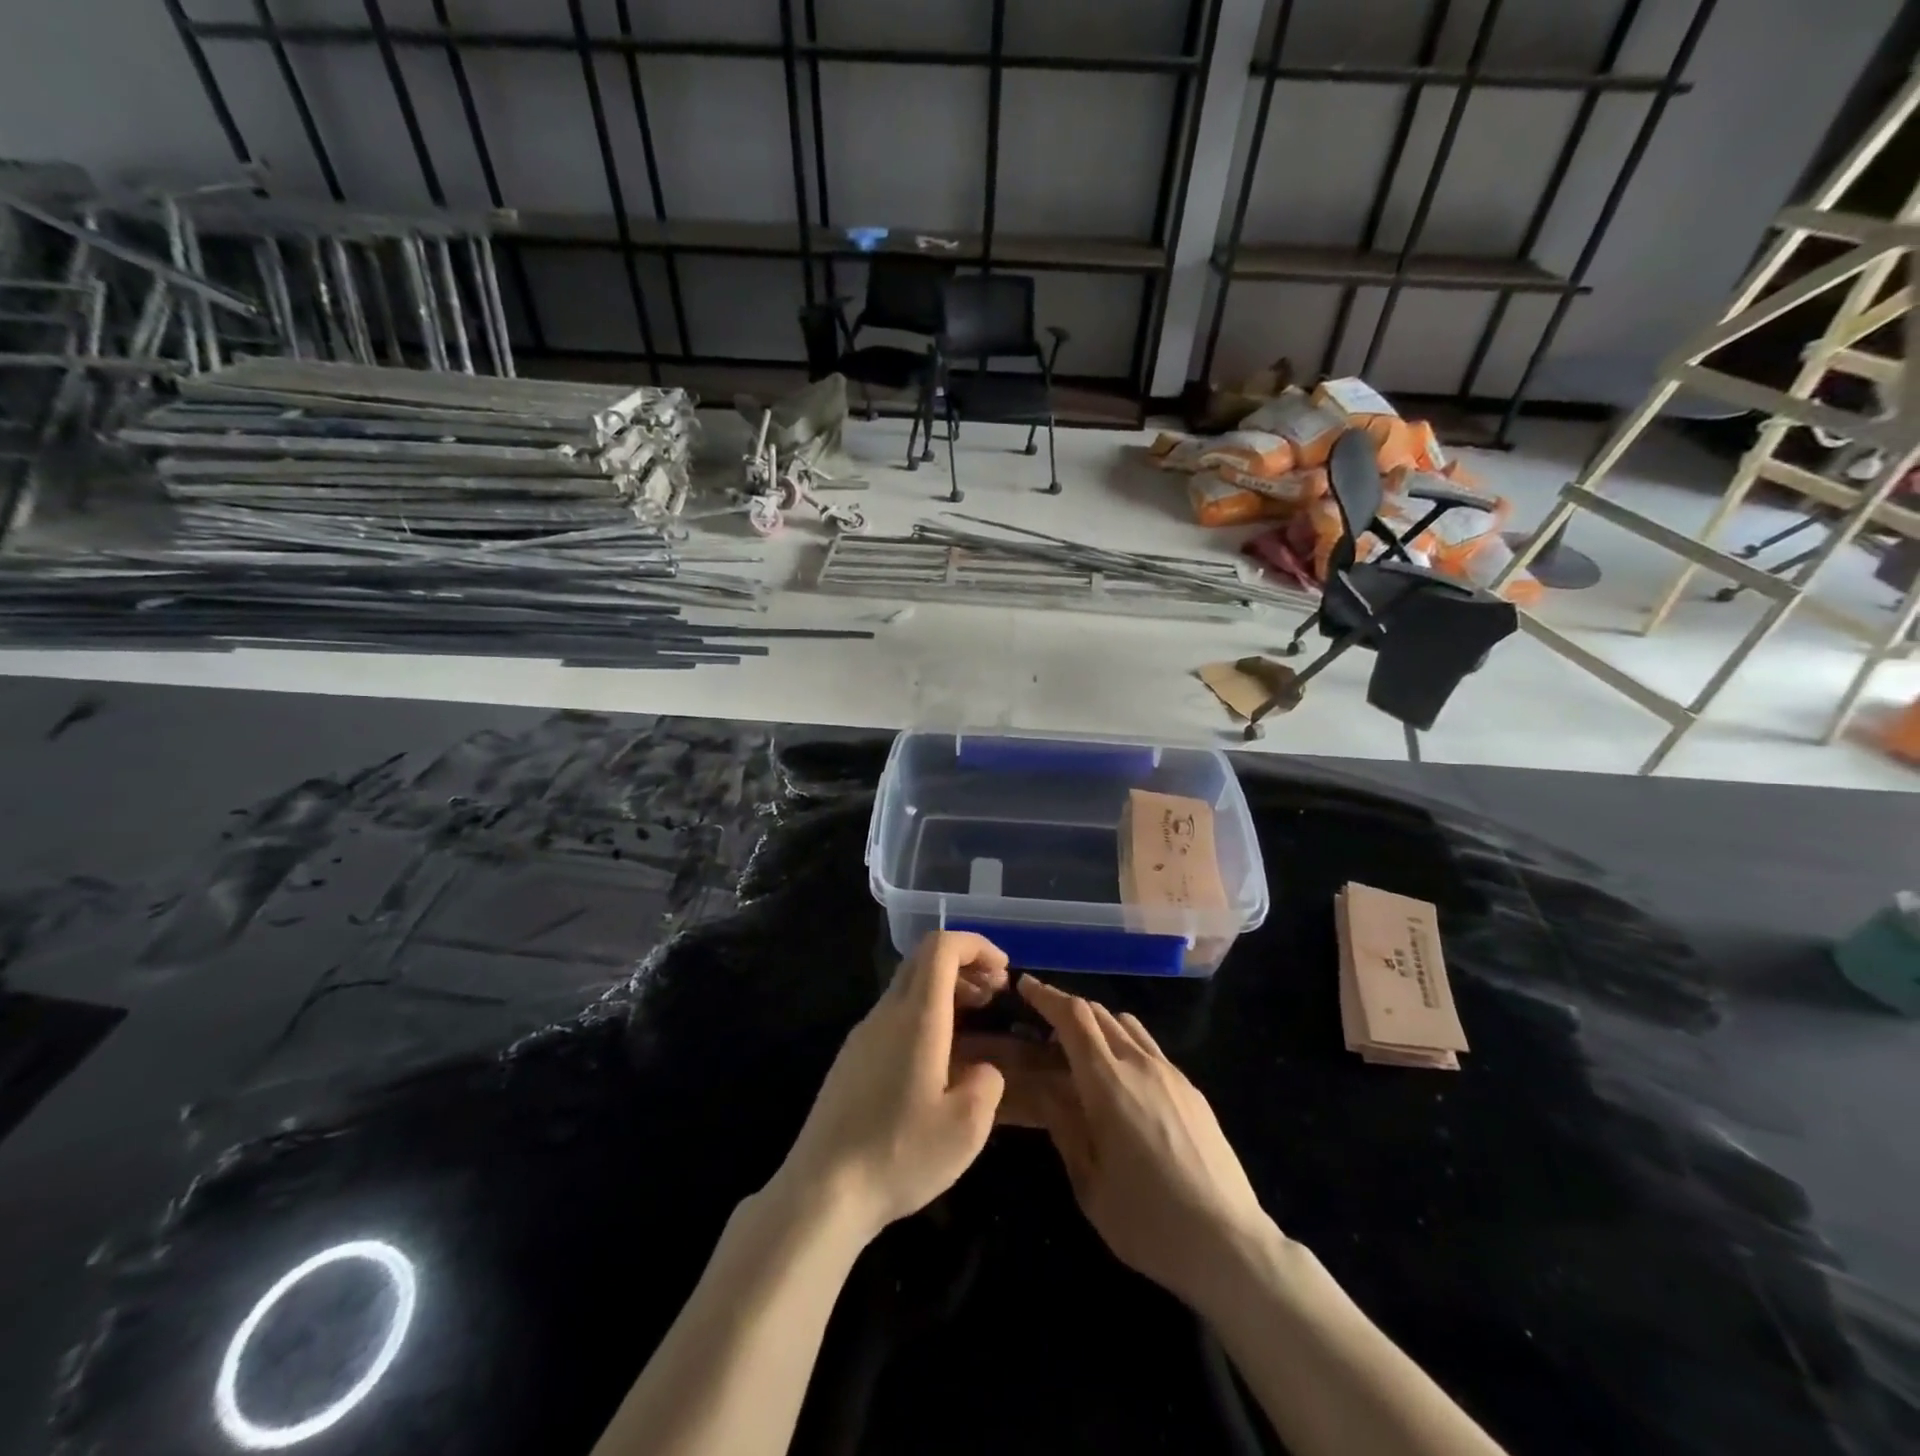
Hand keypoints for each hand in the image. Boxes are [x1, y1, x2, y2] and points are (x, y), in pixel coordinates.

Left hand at [772, 932, 1009, 1243]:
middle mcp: (886, 1013)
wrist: (821, 1191)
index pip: (941, 947)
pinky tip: (939, 1058)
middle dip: (964, 965)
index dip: (976, 946)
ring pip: (907, 987)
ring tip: (976, 1022)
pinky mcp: (851, 1059)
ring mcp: (863, 1035)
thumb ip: (987, 1084)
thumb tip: (982, 1070)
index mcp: (917, 1017)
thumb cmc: (899, 1154)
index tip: (1003, 971)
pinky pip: (894, 1016)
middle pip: (923, 960)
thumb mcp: (966, 1127)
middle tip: (995, 994)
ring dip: (945, 991)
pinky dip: (925, 1015)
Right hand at [1019, 976, 1271, 1307]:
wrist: (1229, 1244)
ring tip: (1082, 1053)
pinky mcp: (1191, 1089)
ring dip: (1098, 1024)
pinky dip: (1124, 1044)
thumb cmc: (1148, 1221)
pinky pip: (1149, 1047)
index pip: (1072, 1017)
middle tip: (1044, 1028)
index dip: (1046, 995)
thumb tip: (1047, 1089)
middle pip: (1098, 1013)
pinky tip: (1122, 1082)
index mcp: (1107, 1082)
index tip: (1025, 986)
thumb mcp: (1089, 1183)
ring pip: (1126, 1025)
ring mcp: (1170, 1073)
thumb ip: (1064, 1128)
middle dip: (1067, 1010)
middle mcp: (1138, 1064)